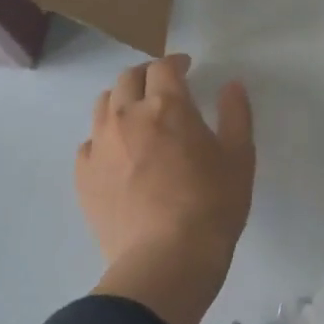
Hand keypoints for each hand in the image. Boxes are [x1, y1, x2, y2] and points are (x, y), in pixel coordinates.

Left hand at [78, 55, 254, 323]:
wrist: (165, 261)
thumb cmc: (212, 204)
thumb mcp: (239, 156)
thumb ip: (236, 114)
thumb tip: (232, 85)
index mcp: (167, 106)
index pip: (164, 67)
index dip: (176, 62)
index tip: (186, 67)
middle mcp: (127, 116)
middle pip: (128, 78)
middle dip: (147, 75)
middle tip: (162, 86)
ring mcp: (100, 147)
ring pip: (102, 105)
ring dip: (121, 100)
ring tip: (137, 115)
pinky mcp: (84, 177)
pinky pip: (89, 143)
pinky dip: (104, 137)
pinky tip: (118, 154)